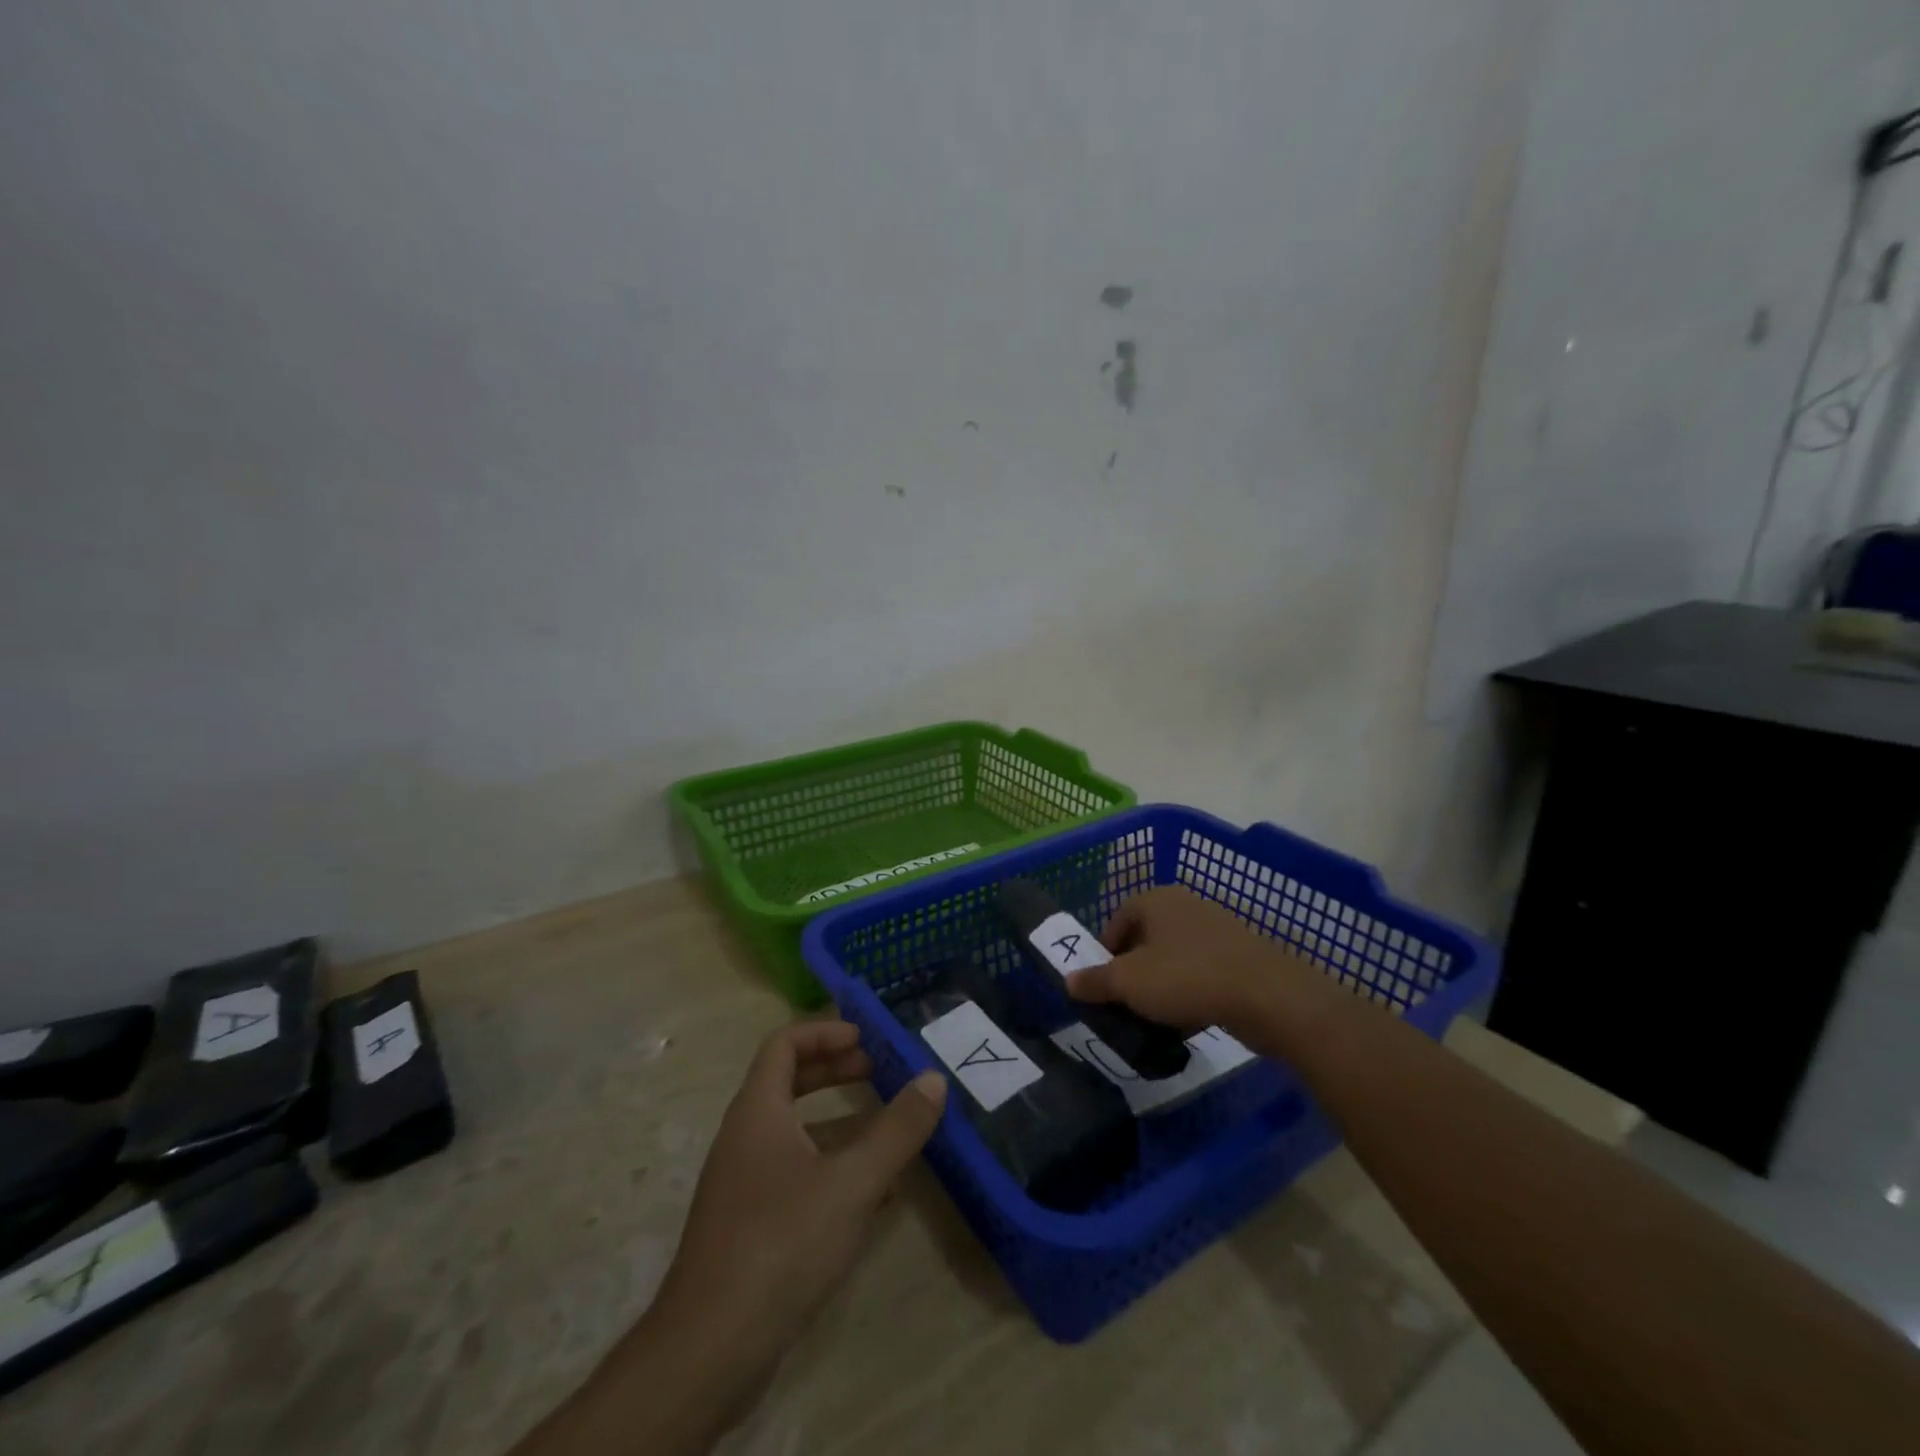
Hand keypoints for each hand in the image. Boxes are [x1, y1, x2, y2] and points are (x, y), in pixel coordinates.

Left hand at [655, 1021, 946, 1400]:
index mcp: (758, 1111)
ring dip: (837, 1122)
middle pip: (788, 1082)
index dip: (825, 1032)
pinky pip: (793, 1174)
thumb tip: (933, 1079)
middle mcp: (744, 1137)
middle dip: (834, 1071)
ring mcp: (742, 1184)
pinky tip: (871, 1195)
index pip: (785, 1044)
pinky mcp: (748, 1226)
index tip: (865, 1039)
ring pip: (793, 1132)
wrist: (709, 1351)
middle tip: (878, 1072)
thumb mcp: (852, 1182)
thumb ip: (896, 1130)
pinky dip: (829, 1166)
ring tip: (885, 1129)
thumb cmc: (781, 1244)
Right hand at [1067, 885, 1338, 1043]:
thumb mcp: (1129, 983)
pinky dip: (1191, 992)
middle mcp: (1185, 905)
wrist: (1269, 996)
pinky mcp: (1241, 955)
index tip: (1103, 983)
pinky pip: (1202, 971)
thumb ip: (1095, 981)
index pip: (1118, 918)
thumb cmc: (1187, 978)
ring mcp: (1217, 928)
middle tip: (1126, 1002)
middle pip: (1146, 937)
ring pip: (1174, 956)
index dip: (1105, 951)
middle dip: (1133, 970)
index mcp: (1156, 899)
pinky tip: (1189, 1021)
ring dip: (1162, 984)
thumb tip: (1068, 980)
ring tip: (1156, 1017)